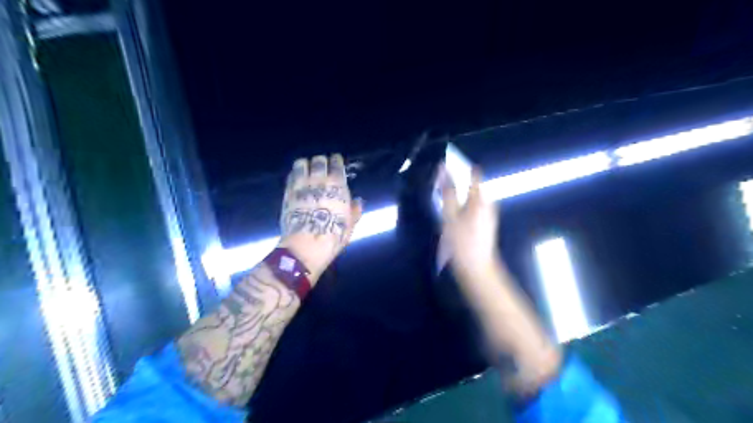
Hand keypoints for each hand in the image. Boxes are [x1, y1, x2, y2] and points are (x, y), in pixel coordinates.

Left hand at [277, 154, 363, 281]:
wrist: (307, 244)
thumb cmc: (333, 235)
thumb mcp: (350, 224)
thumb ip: (354, 210)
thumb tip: (357, 201)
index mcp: (337, 185)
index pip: (336, 164)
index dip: (336, 161)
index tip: (336, 161)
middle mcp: (318, 180)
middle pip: (318, 160)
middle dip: (321, 161)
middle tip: (322, 165)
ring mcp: (301, 185)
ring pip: (301, 164)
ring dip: (305, 164)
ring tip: (307, 169)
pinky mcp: (287, 193)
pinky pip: (290, 176)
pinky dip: (294, 175)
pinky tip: (296, 179)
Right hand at [443, 165, 497, 279]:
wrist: (477, 268)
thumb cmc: (461, 242)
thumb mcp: (449, 216)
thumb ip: (447, 192)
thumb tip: (442, 170)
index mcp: (480, 198)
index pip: (474, 173)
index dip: (459, 168)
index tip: (446, 169)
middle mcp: (488, 202)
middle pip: (473, 185)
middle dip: (458, 183)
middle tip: (441, 189)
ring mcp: (489, 213)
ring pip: (473, 196)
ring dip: (459, 196)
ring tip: (445, 202)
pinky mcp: (487, 222)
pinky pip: (474, 207)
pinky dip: (464, 206)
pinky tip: (455, 216)